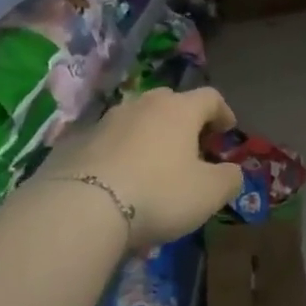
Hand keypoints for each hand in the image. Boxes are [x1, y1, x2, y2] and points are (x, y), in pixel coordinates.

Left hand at [48, 85, 244, 248]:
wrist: (80, 208)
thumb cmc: (158, 194)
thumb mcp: (209, 193)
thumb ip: (229, 178)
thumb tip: (232, 171)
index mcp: (179, 110)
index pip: (210, 97)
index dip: (223, 112)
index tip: (228, 131)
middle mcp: (141, 105)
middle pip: (170, 102)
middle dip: (184, 121)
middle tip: (191, 148)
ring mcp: (104, 121)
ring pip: (135, 121)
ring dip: (148, 137)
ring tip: (152, 166)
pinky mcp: (74, 142)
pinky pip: (106, 143)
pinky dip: (118, 154)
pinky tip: (118, 181)